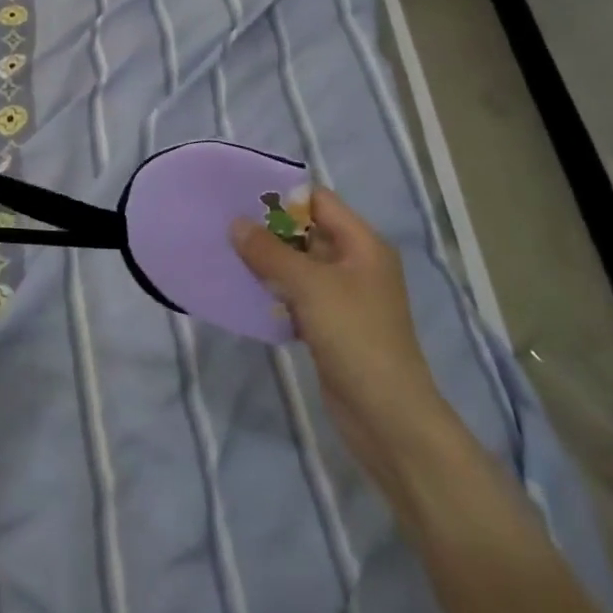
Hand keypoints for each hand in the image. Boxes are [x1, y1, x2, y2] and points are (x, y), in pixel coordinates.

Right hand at [232, 188, 448, 461]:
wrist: (387, 417)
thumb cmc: (355, 337)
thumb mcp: (310, 287)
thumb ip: (270, 252)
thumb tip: (236, 224)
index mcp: (363, 244)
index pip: (319, 202)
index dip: (282, 196)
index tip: (240, 195)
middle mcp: (356, 264)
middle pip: (307, 233)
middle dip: (269, 230)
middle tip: (225, 224)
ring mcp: (345, 297)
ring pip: (300, 267)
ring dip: (268, 262)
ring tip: (226, 253)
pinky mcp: (332, 326)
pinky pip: (298, 297)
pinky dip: (274, 292)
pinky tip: (244, 292)